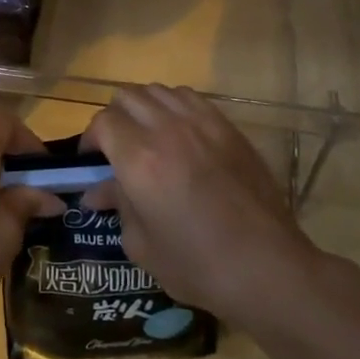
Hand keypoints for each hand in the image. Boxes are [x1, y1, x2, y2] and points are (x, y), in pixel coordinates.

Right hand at [81, 84, 316, 317]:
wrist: (268, 267)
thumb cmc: (198, 266)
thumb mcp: (143, 245)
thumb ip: (117, 207)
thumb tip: (97, 191)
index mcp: (139, 160)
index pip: (103, 122)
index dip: (91, 138)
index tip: (91, 160)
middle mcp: (167, 130)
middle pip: (127, 97)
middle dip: (114, 118)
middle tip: (116, 147)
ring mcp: (201, 124)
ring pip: (158, 90)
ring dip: (144, 107)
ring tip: (147, 135)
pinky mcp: (228, 128)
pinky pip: (190, 97)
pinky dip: (174, 106)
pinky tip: (179, 132)